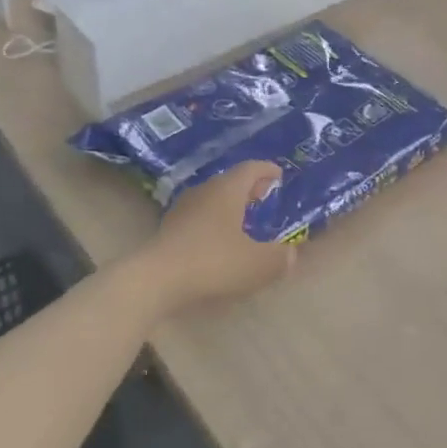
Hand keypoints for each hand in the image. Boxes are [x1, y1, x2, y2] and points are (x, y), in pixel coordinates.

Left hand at [132, 162, 289, 315]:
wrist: (156, 278)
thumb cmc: (213, 262)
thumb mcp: (256, 264)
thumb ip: (278, 258)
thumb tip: (290, 254)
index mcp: (227, 190)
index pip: (250, 169)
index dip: (266, 170)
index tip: (278, 174)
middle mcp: (204, 191)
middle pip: (230, 181)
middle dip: (248, 186)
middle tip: (263, 193)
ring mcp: (183, 208)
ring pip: (212, 198)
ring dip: (229, 204)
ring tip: (242, 217)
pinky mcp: (168, 228)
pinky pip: (198, 215)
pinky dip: (213, 220)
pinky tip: (217, 238)